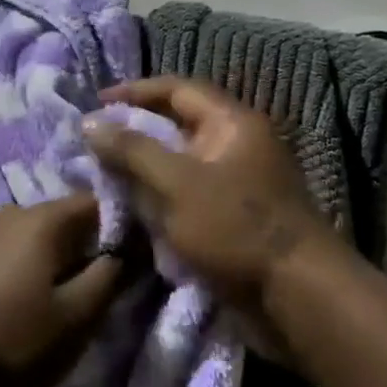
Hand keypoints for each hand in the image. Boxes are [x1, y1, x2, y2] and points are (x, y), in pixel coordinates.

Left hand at [0, 193, 123, 386]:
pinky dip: (14, 267)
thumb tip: (124, 251)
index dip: (117, 229)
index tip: (124, 262)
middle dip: (79, 247)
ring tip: (48, 299)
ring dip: (44, 259)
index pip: (94, 204)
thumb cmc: (16, 339)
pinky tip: (10, 302)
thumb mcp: (78, 317)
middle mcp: (8, 213)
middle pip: (59, 220)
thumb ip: (108, 277)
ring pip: (27, 236)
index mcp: (42, 220)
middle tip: (87, 290)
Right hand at [83, 78, 348, 309]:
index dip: (134, 91)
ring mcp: (236, 183)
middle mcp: (236, 145)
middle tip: (93, 144)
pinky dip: (158, 196)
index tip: (95, 102)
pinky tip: (130, 208)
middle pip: (177, 125)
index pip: (177, 89)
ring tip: (102, 176)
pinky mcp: (231, 216)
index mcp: (232, 123)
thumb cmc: (236, 228)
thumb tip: (90, 121)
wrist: (296, 297)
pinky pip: (186, 194)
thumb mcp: (177, 183)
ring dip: (142, 168)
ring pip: (178, 163)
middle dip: (133, 132)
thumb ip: (132, 150)